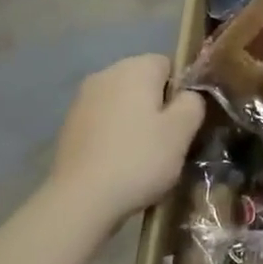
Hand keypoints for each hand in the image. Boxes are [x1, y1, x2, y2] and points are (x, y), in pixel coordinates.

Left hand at [53, 54, 205, 222]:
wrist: (80, 199)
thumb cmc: (139, 159)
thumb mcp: (182, 131)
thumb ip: (193, 103)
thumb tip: (189, 95)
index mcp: (135, 68)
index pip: (169, 64)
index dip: (182, 91)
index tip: (185, 121)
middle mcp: (105, 74)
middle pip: (143, 82)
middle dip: (158, 106)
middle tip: (169, 141)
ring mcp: (82, 99)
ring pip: (122, 103)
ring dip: (135, 121)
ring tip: (144, 155)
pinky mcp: (69, 125)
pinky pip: (103, 121)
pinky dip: (114, 135)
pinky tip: (119, 162)